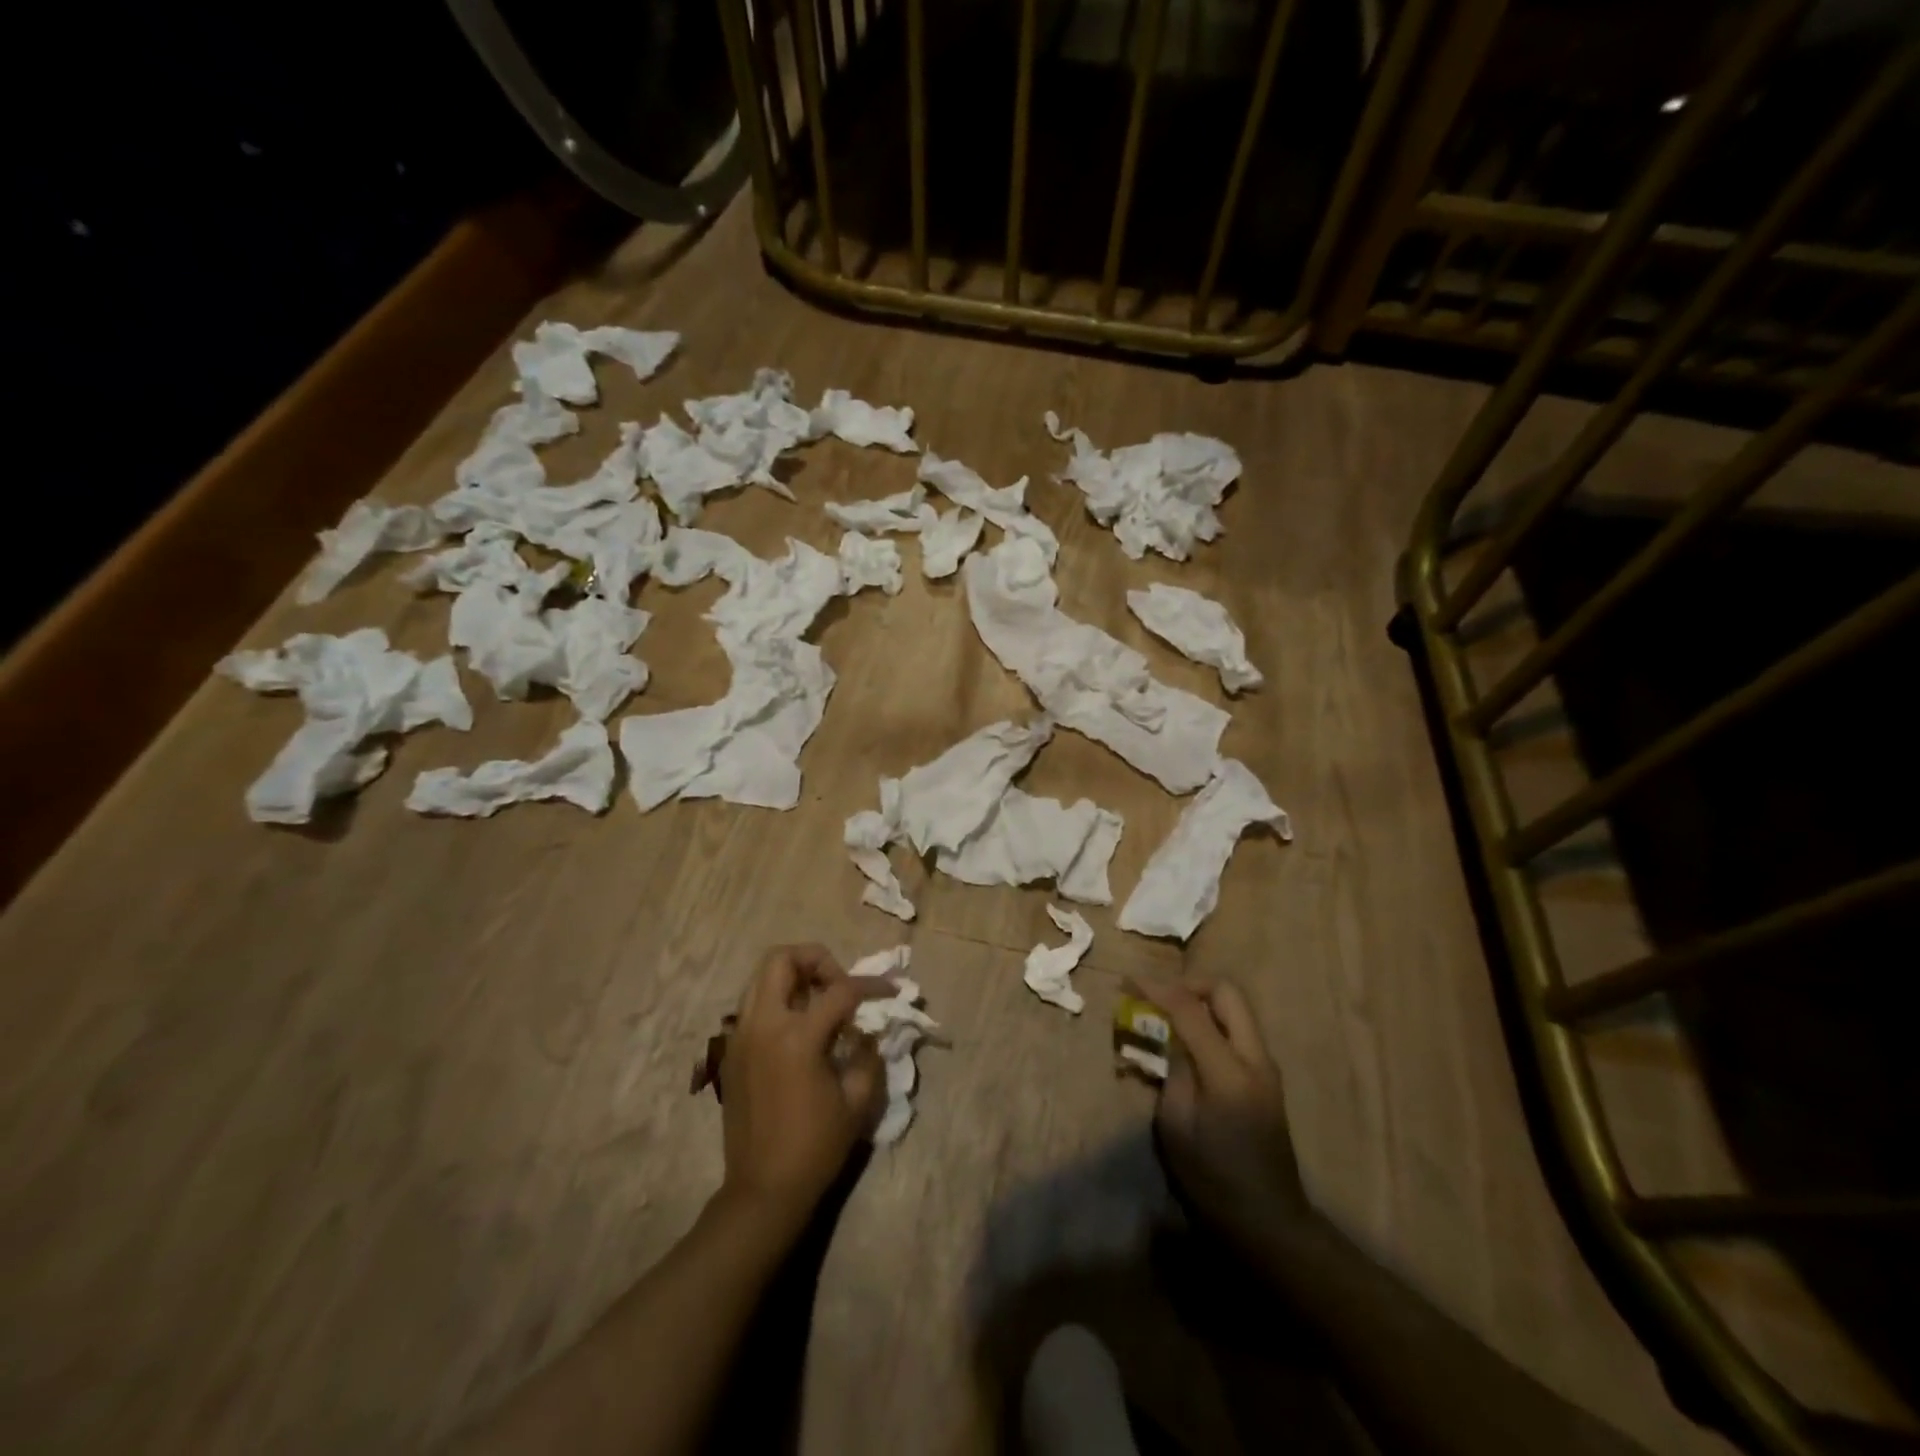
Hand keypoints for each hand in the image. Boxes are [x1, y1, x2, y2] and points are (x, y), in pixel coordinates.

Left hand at [718, 945, 887, 1231]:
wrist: (763, 1190)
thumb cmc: (815, 1148)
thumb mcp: (857, 1101)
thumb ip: (867, 1054)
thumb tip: (864, 1030)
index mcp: (797, 1037)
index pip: (840, 990)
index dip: (871, 985)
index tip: (891, 991)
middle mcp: (763, 1025)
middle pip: (782, 959)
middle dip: (816, 959)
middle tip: (838, 985)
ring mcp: (741, 1036)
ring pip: (761, 977)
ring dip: (794, 976)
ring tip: (820, 1002)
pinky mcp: (731, 1051)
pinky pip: (753, 1004)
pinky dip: (778, 1000)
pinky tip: (799, 1029)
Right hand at [1133, 976, 1317, 1254]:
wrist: (1268, 1221)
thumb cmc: (1212, 1179)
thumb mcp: (1175, 1124)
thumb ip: (1172, 1070)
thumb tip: (1165, 1036)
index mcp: (1228, 1071)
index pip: (1190, 1008)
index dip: (1157, 989)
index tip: (1128, 983)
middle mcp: (1255, 1058)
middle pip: (1226, 991)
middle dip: (1188, 984)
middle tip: (1157, 997)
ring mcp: (1266, 1066)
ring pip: (1234, 1007)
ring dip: (1200, 1002)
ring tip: (1166, 1018)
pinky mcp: (1265, 1077)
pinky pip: (1236, 1030)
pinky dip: (1210, 1022)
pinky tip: (1186, 1044)